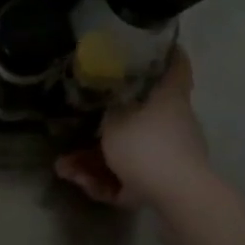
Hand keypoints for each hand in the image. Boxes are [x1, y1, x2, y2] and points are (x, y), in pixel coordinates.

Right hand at [54, 48, 210, 206]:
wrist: (177, 196)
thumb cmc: (146, 145)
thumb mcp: (114, 120)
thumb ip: (104, 110)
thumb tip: (105, 99)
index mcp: (170, 97)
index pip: (176, 65)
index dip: (166, 53)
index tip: (154, 47)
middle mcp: (176, 122)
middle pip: (143, 114)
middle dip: (107, 126)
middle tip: (80, 128)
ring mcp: (174, 154)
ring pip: (130, 151)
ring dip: (96, 162)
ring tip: (67, 169)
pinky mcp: (166, 183)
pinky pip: (133, 177)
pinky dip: (110, 182)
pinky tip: (85, 186)